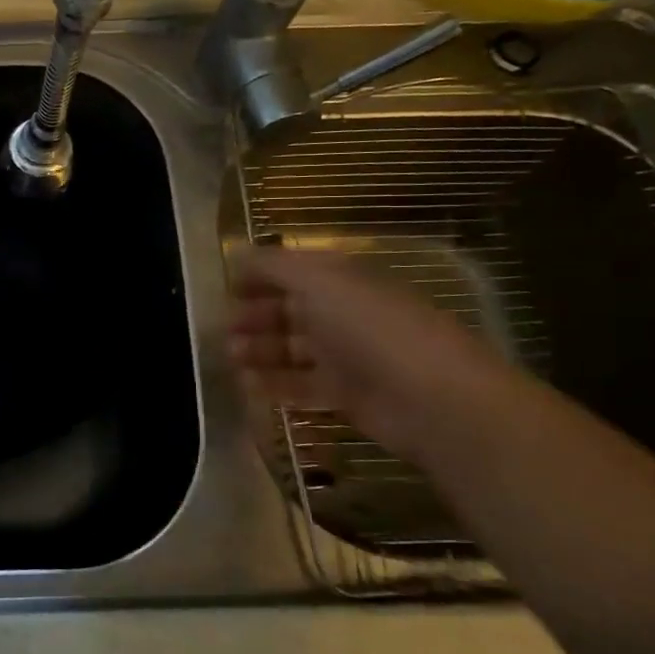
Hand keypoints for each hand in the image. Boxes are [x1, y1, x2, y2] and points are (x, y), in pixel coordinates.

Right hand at [226, 243, 514, 457]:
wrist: (431, 399)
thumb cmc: (371, 327)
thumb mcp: (319, 280)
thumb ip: (273, 265)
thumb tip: (238, 254)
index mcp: (341, 280)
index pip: (292, 271)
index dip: (258, 277)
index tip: (224, 289)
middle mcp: (342, 313)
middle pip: (288, 311)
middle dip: (253, 316)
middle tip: (222, 329)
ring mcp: (345, 356)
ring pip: (290, 350)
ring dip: (258, 351)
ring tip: (230, 357)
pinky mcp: (345, 395)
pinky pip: (299, 386)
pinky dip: (272, 384)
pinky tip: (247, 385)